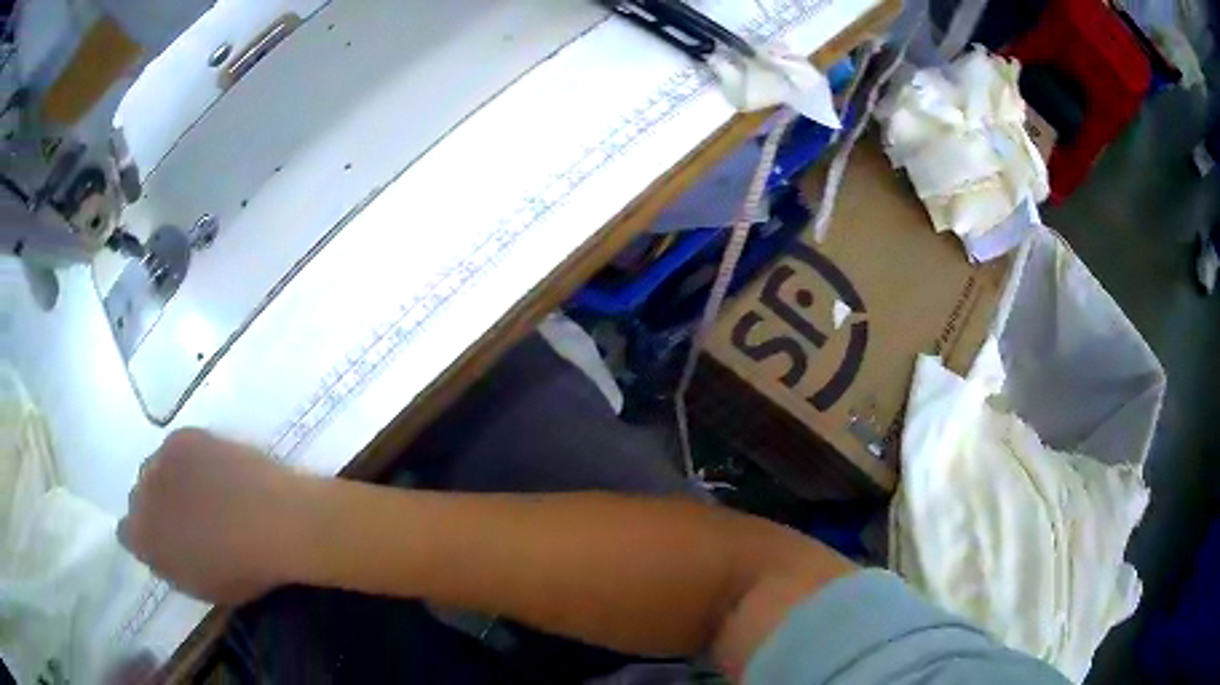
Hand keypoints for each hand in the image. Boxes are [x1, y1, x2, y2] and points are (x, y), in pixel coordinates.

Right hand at [119, 428, 312, 604]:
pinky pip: (176, 449)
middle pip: (138, 497)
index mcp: (143, 539)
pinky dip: (188, 458)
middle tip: (185, 514)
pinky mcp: (181, 437)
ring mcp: (160, 462)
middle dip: (155, 506)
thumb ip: (170, 564)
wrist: (272, 520)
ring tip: (202, 490)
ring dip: (169, 479)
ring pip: (154, 469)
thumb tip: (161, 550)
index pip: (126, 533)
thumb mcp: (201, 586)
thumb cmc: (242, 570)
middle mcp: (141, 496)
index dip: (144, 537)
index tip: (163, 540)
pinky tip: (212, 469)